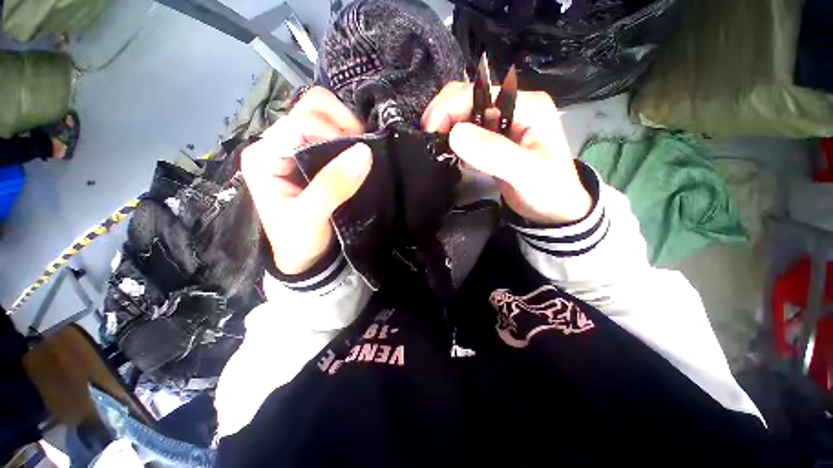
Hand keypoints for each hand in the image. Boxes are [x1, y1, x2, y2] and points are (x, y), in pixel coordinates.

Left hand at [242, 87, 372, 274]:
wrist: (304, 257)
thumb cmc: (300, 241)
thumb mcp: (313, 216)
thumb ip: (334, 185)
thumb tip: (364, 152)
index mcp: (264, 157)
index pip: (299, 122)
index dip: (332, 131)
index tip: (357, 154)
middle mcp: (274, 145)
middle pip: (308, 108)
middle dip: (340, 122)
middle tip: (360, 149)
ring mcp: (291, 147)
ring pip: (320, 115)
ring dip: (345, 127)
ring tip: (359, 151)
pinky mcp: (308, 155)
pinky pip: (329, 131)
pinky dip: (347, 135)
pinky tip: (355, 153)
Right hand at [422, 82, 591, 223]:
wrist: (554, 210)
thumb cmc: (547, 191)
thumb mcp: (525, 173)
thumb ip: (494, 152)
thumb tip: (455, 134)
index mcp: (528, 105)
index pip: (479, 93)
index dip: (450, 108)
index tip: (430, 134)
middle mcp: (515, 106)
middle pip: (469, 96)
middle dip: (443, 113)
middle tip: (428, 139)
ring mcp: (504, 122)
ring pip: (465, 111)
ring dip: (446, 124)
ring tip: (434, 145)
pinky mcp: (495, 138)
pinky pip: (467, 129)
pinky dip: (453, 136)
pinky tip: (447, 149)